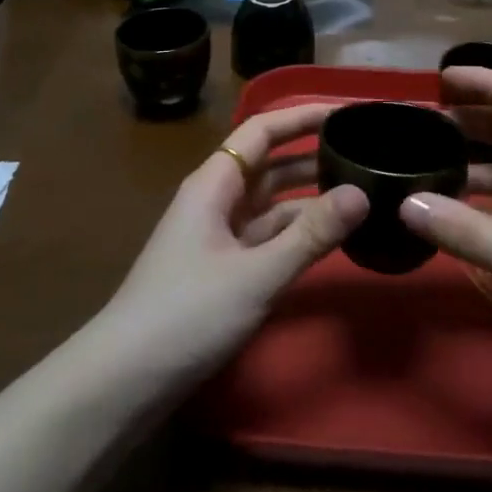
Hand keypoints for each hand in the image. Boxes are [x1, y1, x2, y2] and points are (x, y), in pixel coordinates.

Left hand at [95, 103, 366, 387]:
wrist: (126, 379)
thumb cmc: (187, 313)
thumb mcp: (257, 274)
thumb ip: (311, 234)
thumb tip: (362, 193)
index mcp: (215, 183)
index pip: (263, 131)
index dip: (303, 116)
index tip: (347, 112)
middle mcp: (216, 200)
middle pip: (270, 164)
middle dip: (313, 155)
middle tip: (365, 152)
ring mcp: (219, 236)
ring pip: (272, 203)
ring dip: (310, 196)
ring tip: (361, 191)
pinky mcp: (223, 269)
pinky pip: (268, 237)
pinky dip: (298, 233)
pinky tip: (331, 238)